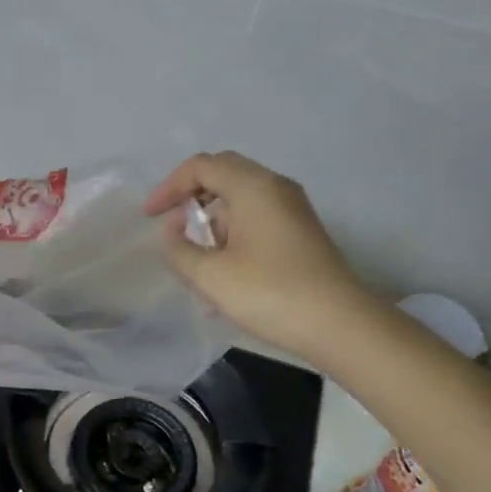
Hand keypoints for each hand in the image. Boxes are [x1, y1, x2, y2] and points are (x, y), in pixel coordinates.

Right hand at [144, 151, 376, 364]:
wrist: (340, 325)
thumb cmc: (270, 294)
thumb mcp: (210, 276)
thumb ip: (180, 249)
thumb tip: (174, 231)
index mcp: (254, 187)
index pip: (202, 166)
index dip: (169, 187)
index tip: (150, 217)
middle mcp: (276, 188)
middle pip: (223, 175)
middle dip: (190, 198)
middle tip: (170, 227)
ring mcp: (292, 210)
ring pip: (239, 200)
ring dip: (211, 223)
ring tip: (195, 263)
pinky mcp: (299, 233)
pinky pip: (255, 220)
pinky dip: (231, 236)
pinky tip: (222, 275)